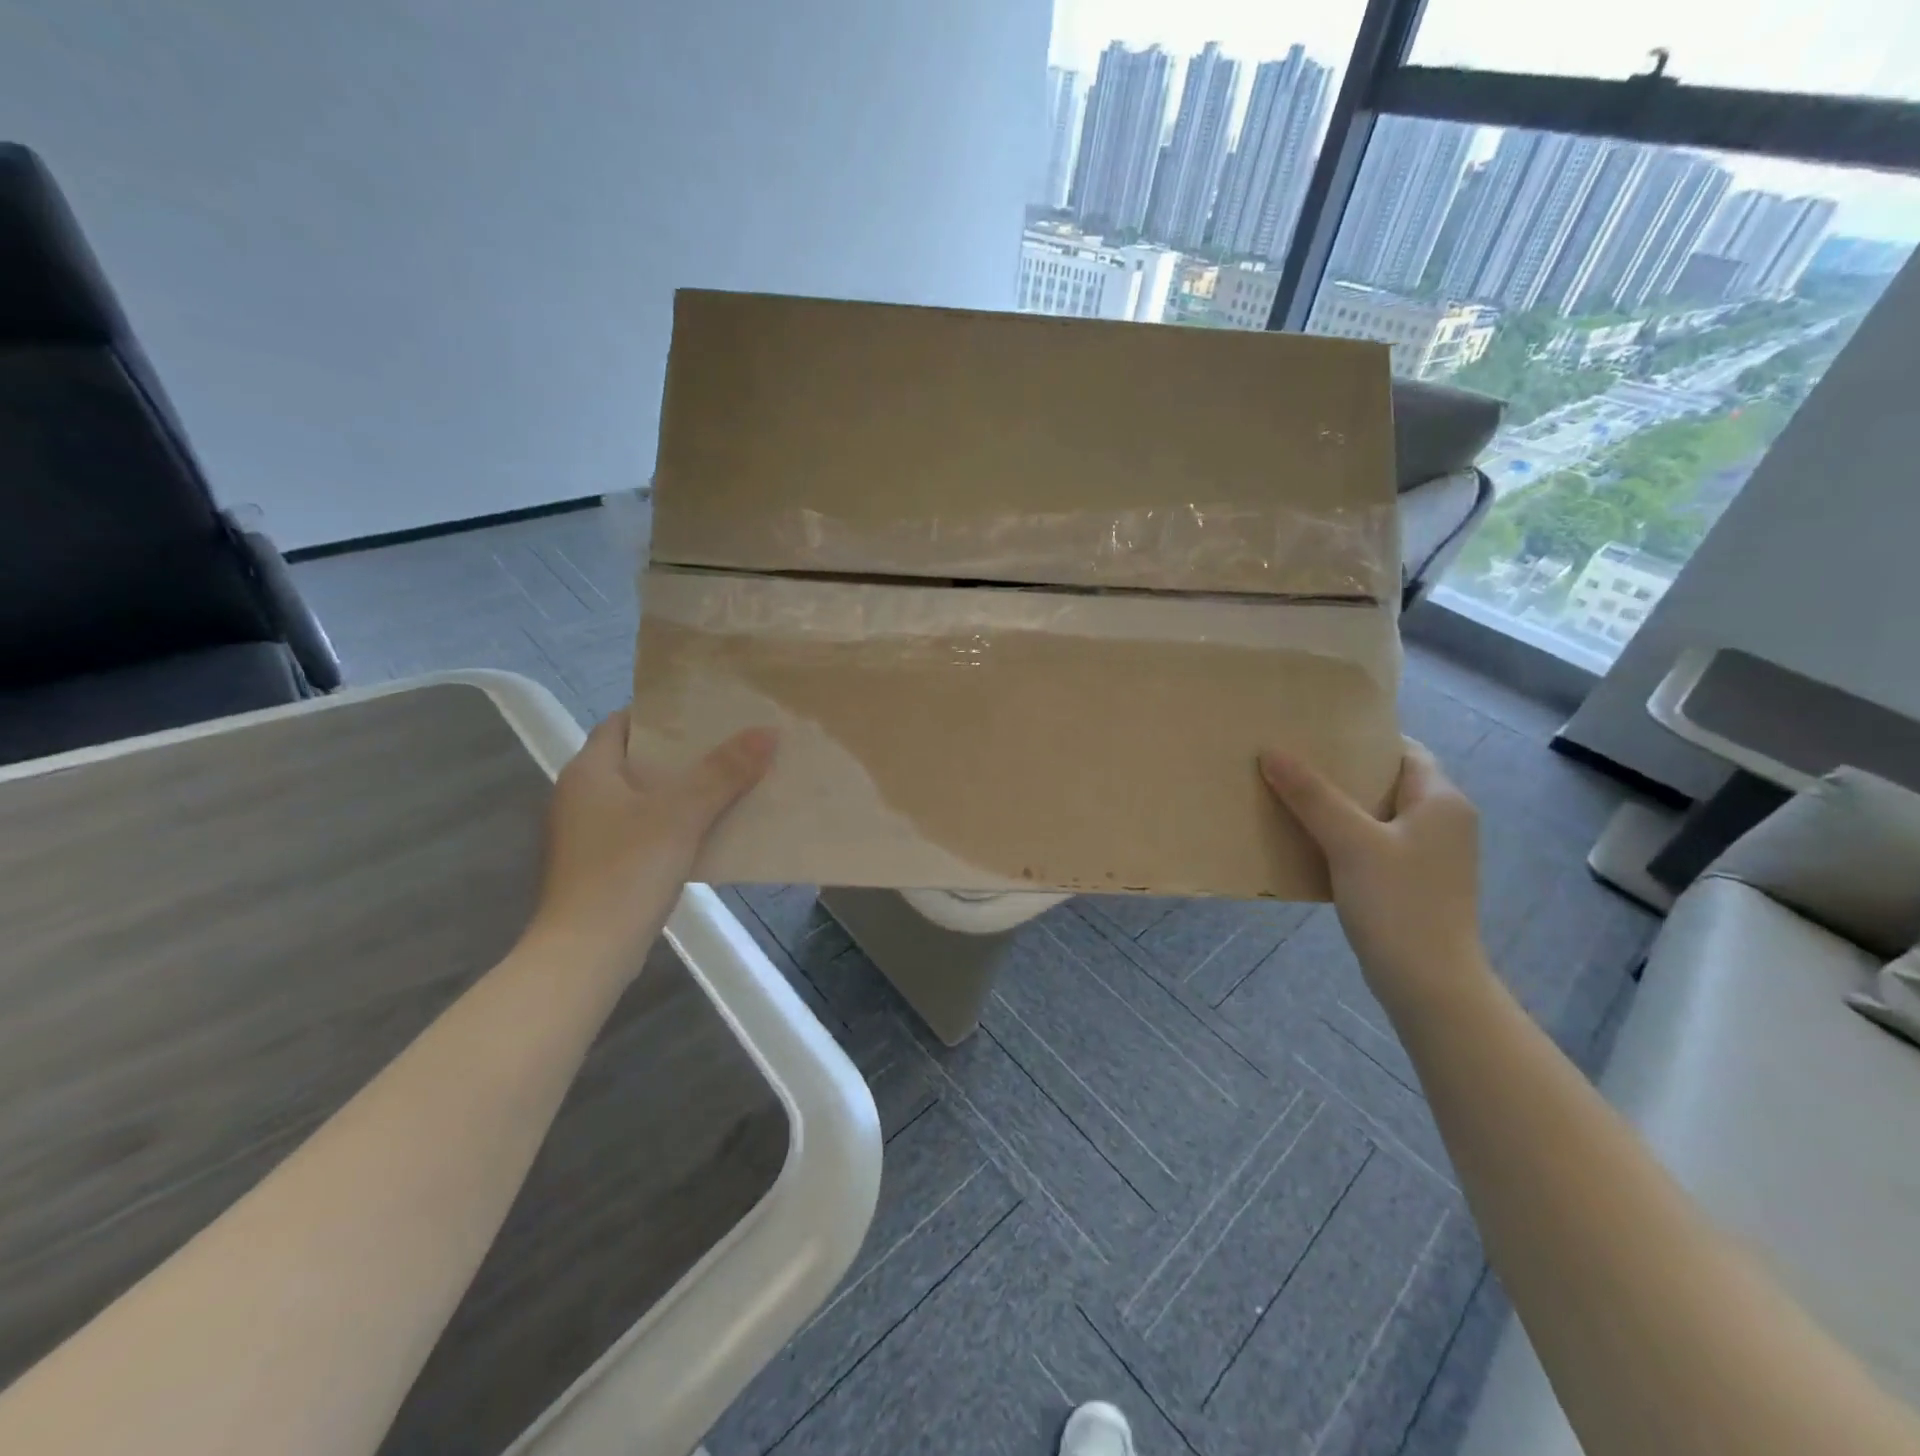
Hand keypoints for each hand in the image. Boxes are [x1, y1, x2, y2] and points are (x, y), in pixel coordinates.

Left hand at [527, 711, 775, 976]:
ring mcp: (588, 834)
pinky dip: (673, 824)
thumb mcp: (682, 815)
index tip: (707, 712)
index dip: (662, 714)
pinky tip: (709, 830)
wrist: (586, 953)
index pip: (622, 722)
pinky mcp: (601, 866)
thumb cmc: (627, 871)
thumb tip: (767, 731)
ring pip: (643, 798)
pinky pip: (643, 830)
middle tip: (731, 745)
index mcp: (589, 771)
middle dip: (683, 754)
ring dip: (682, 791)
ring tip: (730, 782)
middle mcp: (580, 796)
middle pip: (637, 760)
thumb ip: (724, 772)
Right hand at [1260, 740, 1486, 1013]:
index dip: (1360, 738)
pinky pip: (1374, 844)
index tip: (1314, 734)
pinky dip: (1343, 836)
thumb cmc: (1398, 904)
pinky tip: (1308, 841)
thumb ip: (1311, 795)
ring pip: (1377, 815)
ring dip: (1338, 806)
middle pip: (1387, 781)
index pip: (1403, 750)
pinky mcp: (1413, 883)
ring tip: (1290, 796)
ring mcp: (1429, 855)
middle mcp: (1444, 822)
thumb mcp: (1350, 842)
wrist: (1429, 984)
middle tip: (1291, 762)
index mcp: (1442, 801)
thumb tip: (1271, 751)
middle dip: (1341, 772)